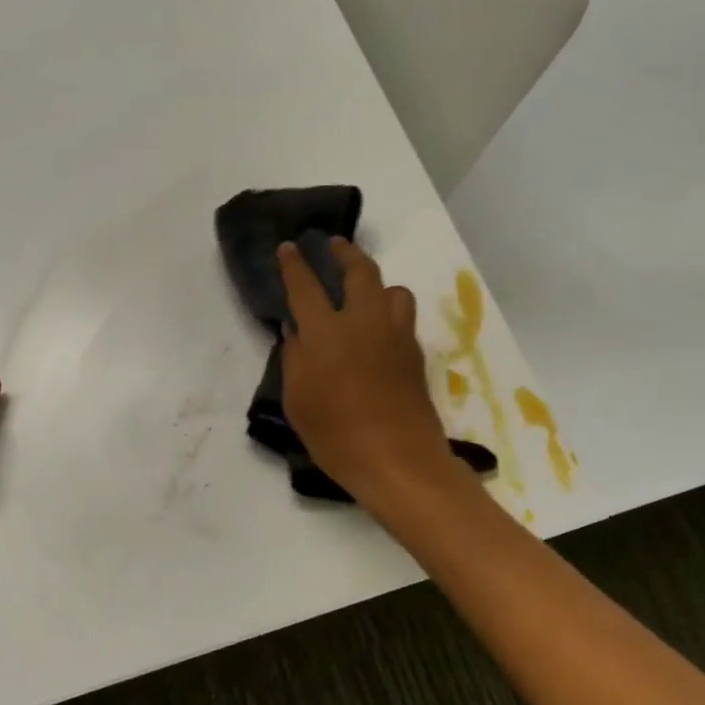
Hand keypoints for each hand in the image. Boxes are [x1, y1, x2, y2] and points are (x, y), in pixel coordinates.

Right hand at [276, 239, 452, 502]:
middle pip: (359, 272)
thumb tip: (296, 332)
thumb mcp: (297, 401)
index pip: (305, 287)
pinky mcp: (415, 354)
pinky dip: (390, 312)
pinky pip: (403, 318)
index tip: (289, 247)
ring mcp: (395, 336)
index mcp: (326, 333)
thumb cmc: (336, 435)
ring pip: (393, 290)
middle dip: (345, 252)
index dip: (294, 264)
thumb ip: (294, 359)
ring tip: (365, 291)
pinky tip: (379, 329)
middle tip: (334, 244)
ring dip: (376, 283)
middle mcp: (363, 323)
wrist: (397, 460)